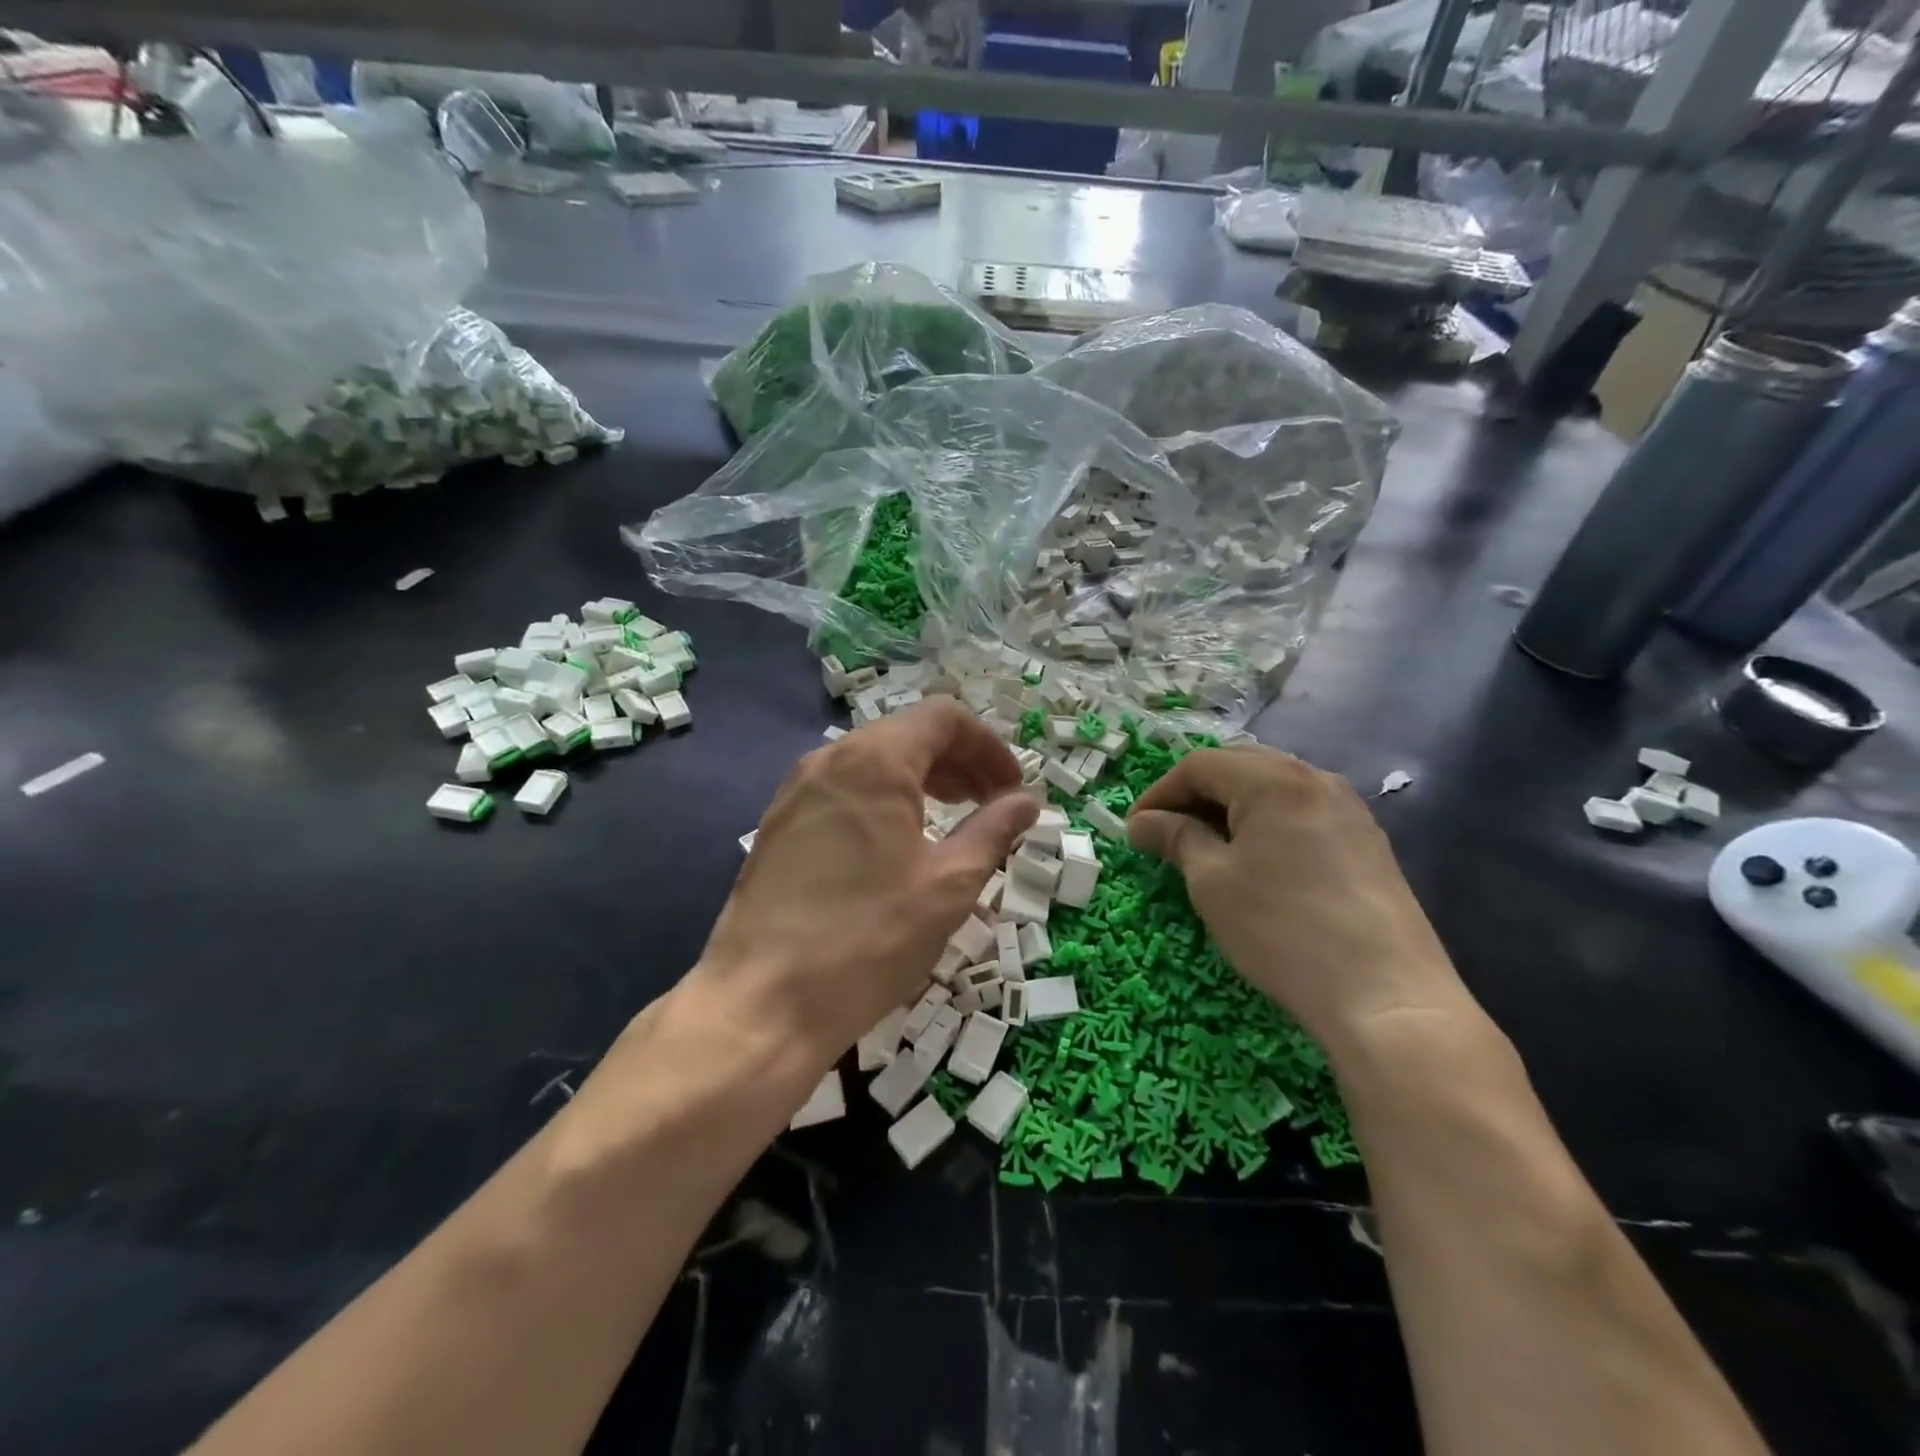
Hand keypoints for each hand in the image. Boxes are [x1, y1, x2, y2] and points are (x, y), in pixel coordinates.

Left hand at [690, 697, 1038, 1064]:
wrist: (762, 1002)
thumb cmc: (869, 939)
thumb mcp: (948, 885)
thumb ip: (993, 831)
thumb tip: (1027, 801)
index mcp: (874, 760)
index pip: (943, 718)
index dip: (988, 746)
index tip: (1011, 789)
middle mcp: (829, 760)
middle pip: (907, 734)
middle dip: (958, 762)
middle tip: (989, 805)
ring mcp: (795, 791)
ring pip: (872, 762)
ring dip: (921, 781)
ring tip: (950, 821)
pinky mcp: (778, 825)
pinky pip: (842, 790)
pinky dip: (882, 800)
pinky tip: (896, 845)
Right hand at [1127, 747, 1467, 1049]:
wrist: (1386, 996)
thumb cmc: (1282, 930)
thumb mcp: (1212, 881)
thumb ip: (1176, 838)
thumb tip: (1143, 823)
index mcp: (1274, 780)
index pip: (1200, 765)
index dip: (1159, 792)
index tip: (1135, 830)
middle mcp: (1316, 779)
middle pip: (1240, 767)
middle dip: (1195, 795)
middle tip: (1166, 833)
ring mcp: (1349, 809)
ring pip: (1273, 788)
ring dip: (1231, 808)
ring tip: (1207, 847)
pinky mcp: (1367, 841)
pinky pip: (1302, 812)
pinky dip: (1267, 824)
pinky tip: (1257, 861)